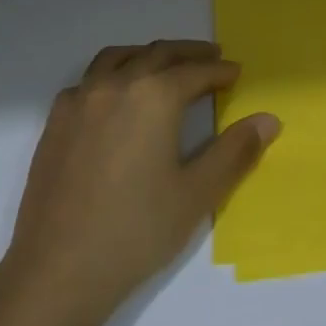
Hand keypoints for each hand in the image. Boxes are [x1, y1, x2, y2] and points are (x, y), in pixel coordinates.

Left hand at [0, 40, 279, 325]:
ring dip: (148, 55)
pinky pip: (89, 80)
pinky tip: (118, 97)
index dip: (220, 71)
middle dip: (189, 54)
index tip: (236, 73)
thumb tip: (268, 119)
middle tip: (211, 57)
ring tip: (166, 65)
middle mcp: (116, 85)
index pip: (195, 72)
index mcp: (154, 96)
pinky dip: (113, 74)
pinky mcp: (56, 121)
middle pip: (158, 54)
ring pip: (119, 58)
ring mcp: (80, 100)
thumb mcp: (197, 194)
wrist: (57, 271)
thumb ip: (235, 151)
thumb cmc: (136, 231)